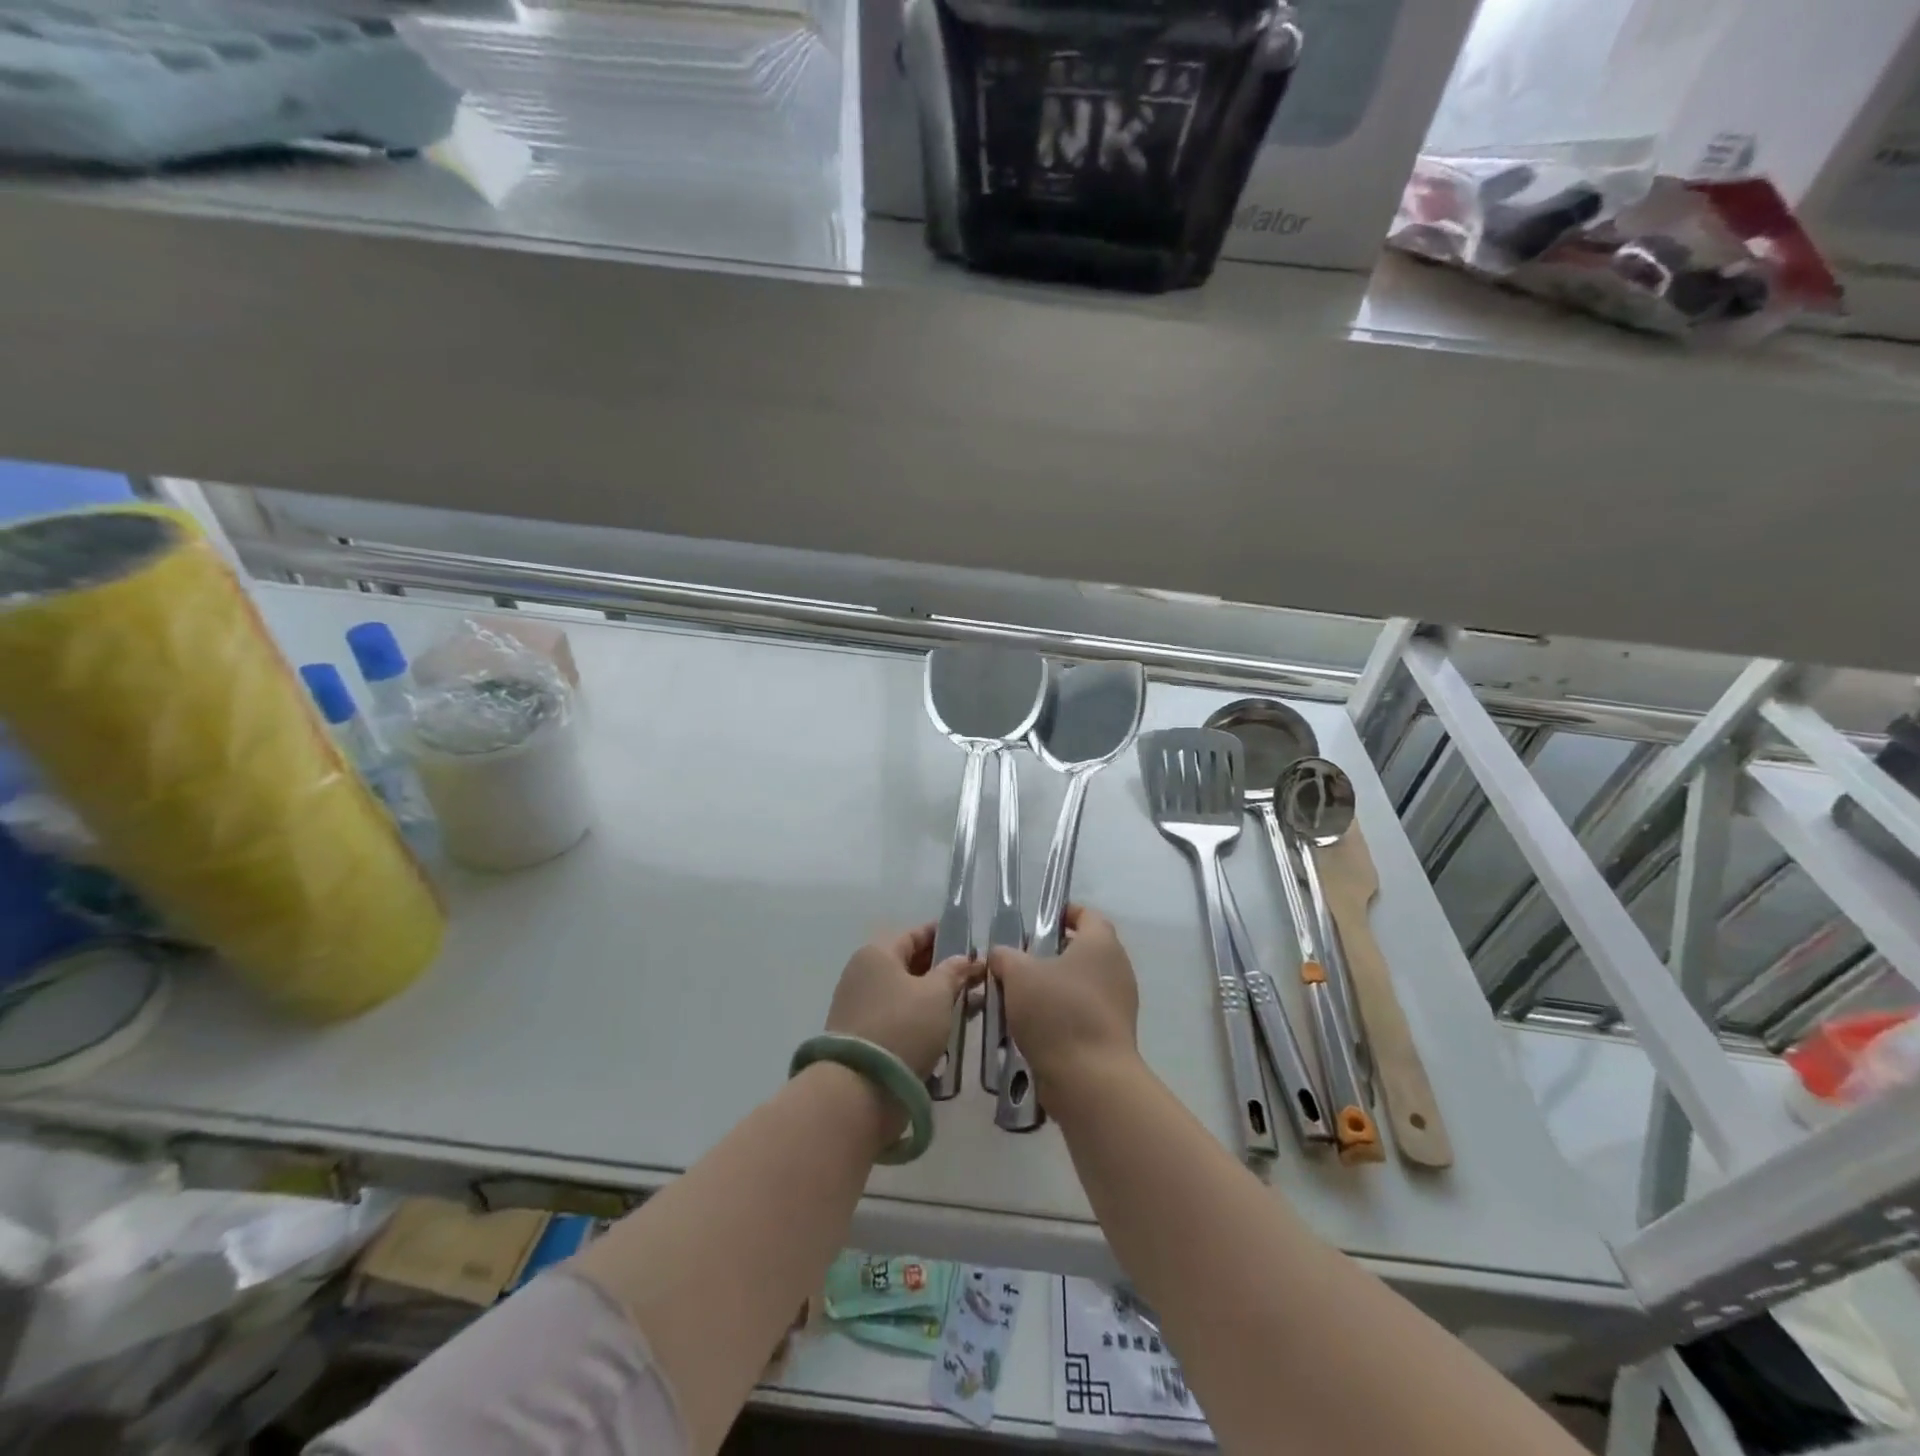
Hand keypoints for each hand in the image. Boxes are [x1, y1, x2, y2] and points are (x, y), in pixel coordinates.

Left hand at [826, 924, 980, 1078]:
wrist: (859, 1088)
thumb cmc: (903, 1026)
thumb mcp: (937, 994)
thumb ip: (954, 971)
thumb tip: (964, 959)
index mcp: (877, 953)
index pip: (914, 934)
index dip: (942, 935)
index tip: (968, 941)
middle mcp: (863, 973)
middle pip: (908, 963)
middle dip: (941, 968)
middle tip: (973, 976)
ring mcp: (859, 1005)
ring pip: (904, 992)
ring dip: (933, 995)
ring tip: (966, 1003)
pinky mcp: (862, 1035)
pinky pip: (898, 1016)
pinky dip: (920, 1016)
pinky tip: (944, 1027)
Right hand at [990, 905, 1139, 1093]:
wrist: (1090, 1079)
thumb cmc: (1057, 1011)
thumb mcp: (1018, 974)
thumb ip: (1005, 957)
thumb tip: (1001, 955)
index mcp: (1101, 943)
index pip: (1087, 915)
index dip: (1064, 913)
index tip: (1038, 921)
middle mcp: (1117, 969)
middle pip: (1084, 951)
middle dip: (1052, 954)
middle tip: (1020, 962)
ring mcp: (1119, 1004)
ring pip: (1081, 985)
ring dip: (1054, 988)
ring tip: (1020, 997)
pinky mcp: (1112, 1035)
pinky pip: (1083, 1014)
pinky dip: (1062, 1015)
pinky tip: (1033, 1027)